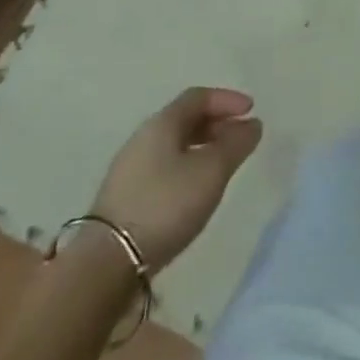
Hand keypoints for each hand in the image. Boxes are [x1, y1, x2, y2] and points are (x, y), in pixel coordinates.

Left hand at [90, 87, 261, 272]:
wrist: (107, 261)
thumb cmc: (166, 204)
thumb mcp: (211, 171)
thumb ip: (235, 144)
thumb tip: (252, 124)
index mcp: (162, 124)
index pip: (198, 97)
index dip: (227, 99)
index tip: (251, 111)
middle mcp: (143, 138)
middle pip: (184, 119)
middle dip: (217, 123)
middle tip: (241, 138)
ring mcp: (130, 169)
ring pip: (174, 145)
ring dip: (203, 147)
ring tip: (224, 165)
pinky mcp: (125, 196)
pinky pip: (164, 167)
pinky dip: (188, 166)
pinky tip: (196, 189)